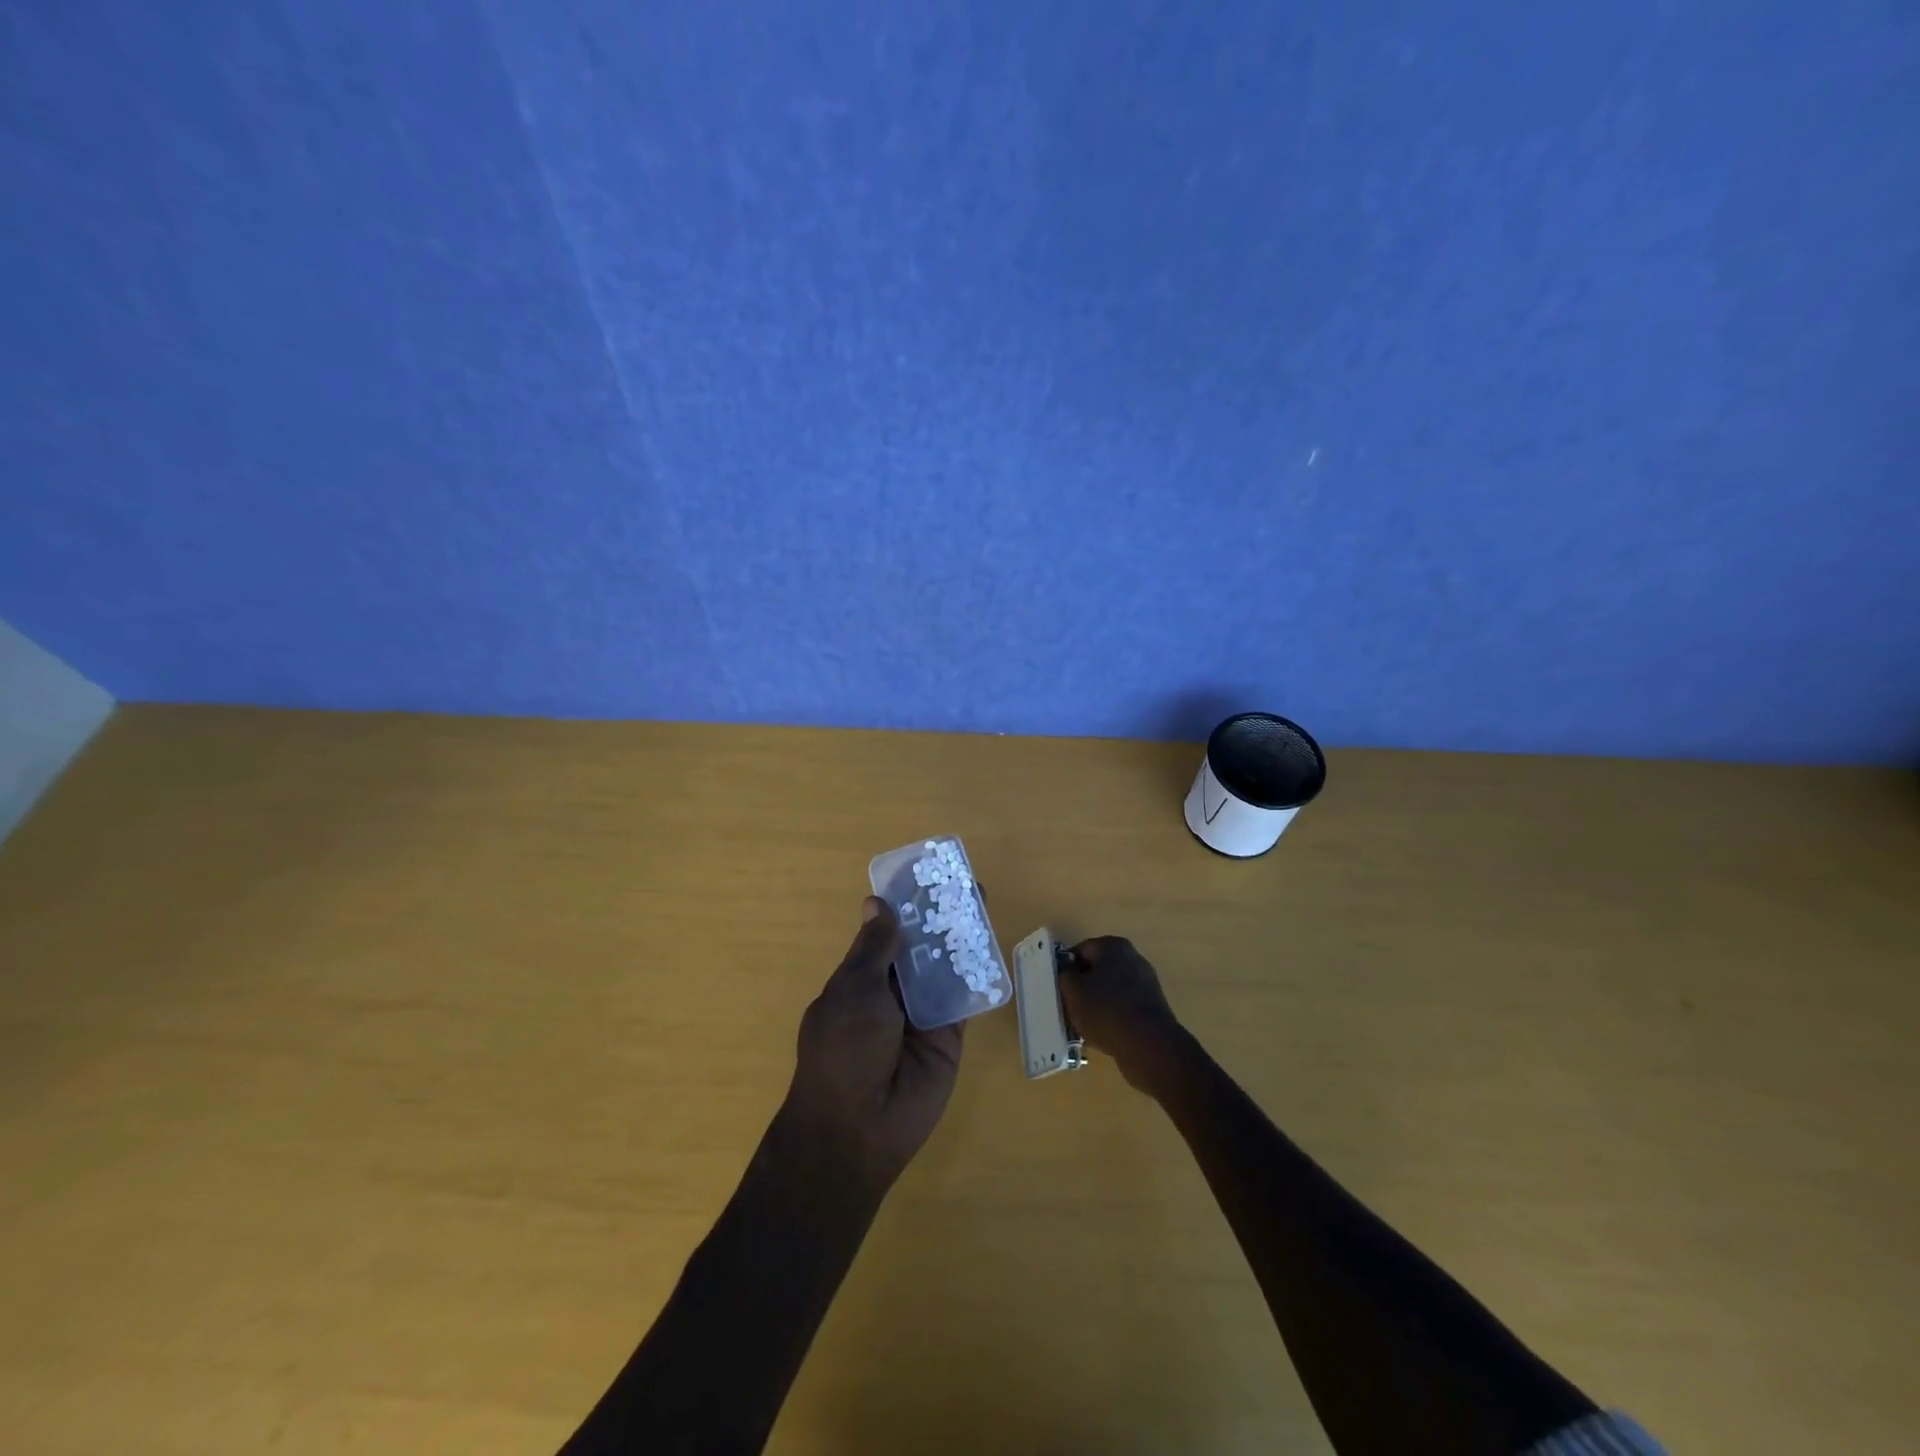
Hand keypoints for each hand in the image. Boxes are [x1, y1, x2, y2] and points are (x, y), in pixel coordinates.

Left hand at [780, 897, 964, 1189]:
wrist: (859, 1126)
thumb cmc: (843, 1049)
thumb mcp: (854, 989)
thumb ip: (874, 948)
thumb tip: (877, 902)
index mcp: (861, 978)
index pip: (886, 932)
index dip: (903, 904)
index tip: (924, 874)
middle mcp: (893, 992)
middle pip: (921, 946)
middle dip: (938, 917)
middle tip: (964, 883)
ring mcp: (922, 1013)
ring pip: (945, 967)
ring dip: (961, 938)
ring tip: (982, 902)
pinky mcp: (949, 1035)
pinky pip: (965, 998)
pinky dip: (977, 974)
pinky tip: (993, 943)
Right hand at [1059, 936, 1185, 1093]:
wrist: (1149, 1046)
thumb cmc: (1105, 1010)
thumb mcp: (1073, 991)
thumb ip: (1065, 975)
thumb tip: (1068, 971)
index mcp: (1113, 946)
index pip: (1080, 950)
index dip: (1066, 968)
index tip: (1058, 988)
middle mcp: (1132, 959)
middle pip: (1097, 970)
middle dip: (1081, 987)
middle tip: (1067, 1007)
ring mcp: (1145, 984)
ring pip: (1109, 991)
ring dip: (1095, 1005)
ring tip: (1082, 1026)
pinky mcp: (1152, 1009)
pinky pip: (1123, 1008)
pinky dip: (1111, 1018)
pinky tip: (1101, 1036)